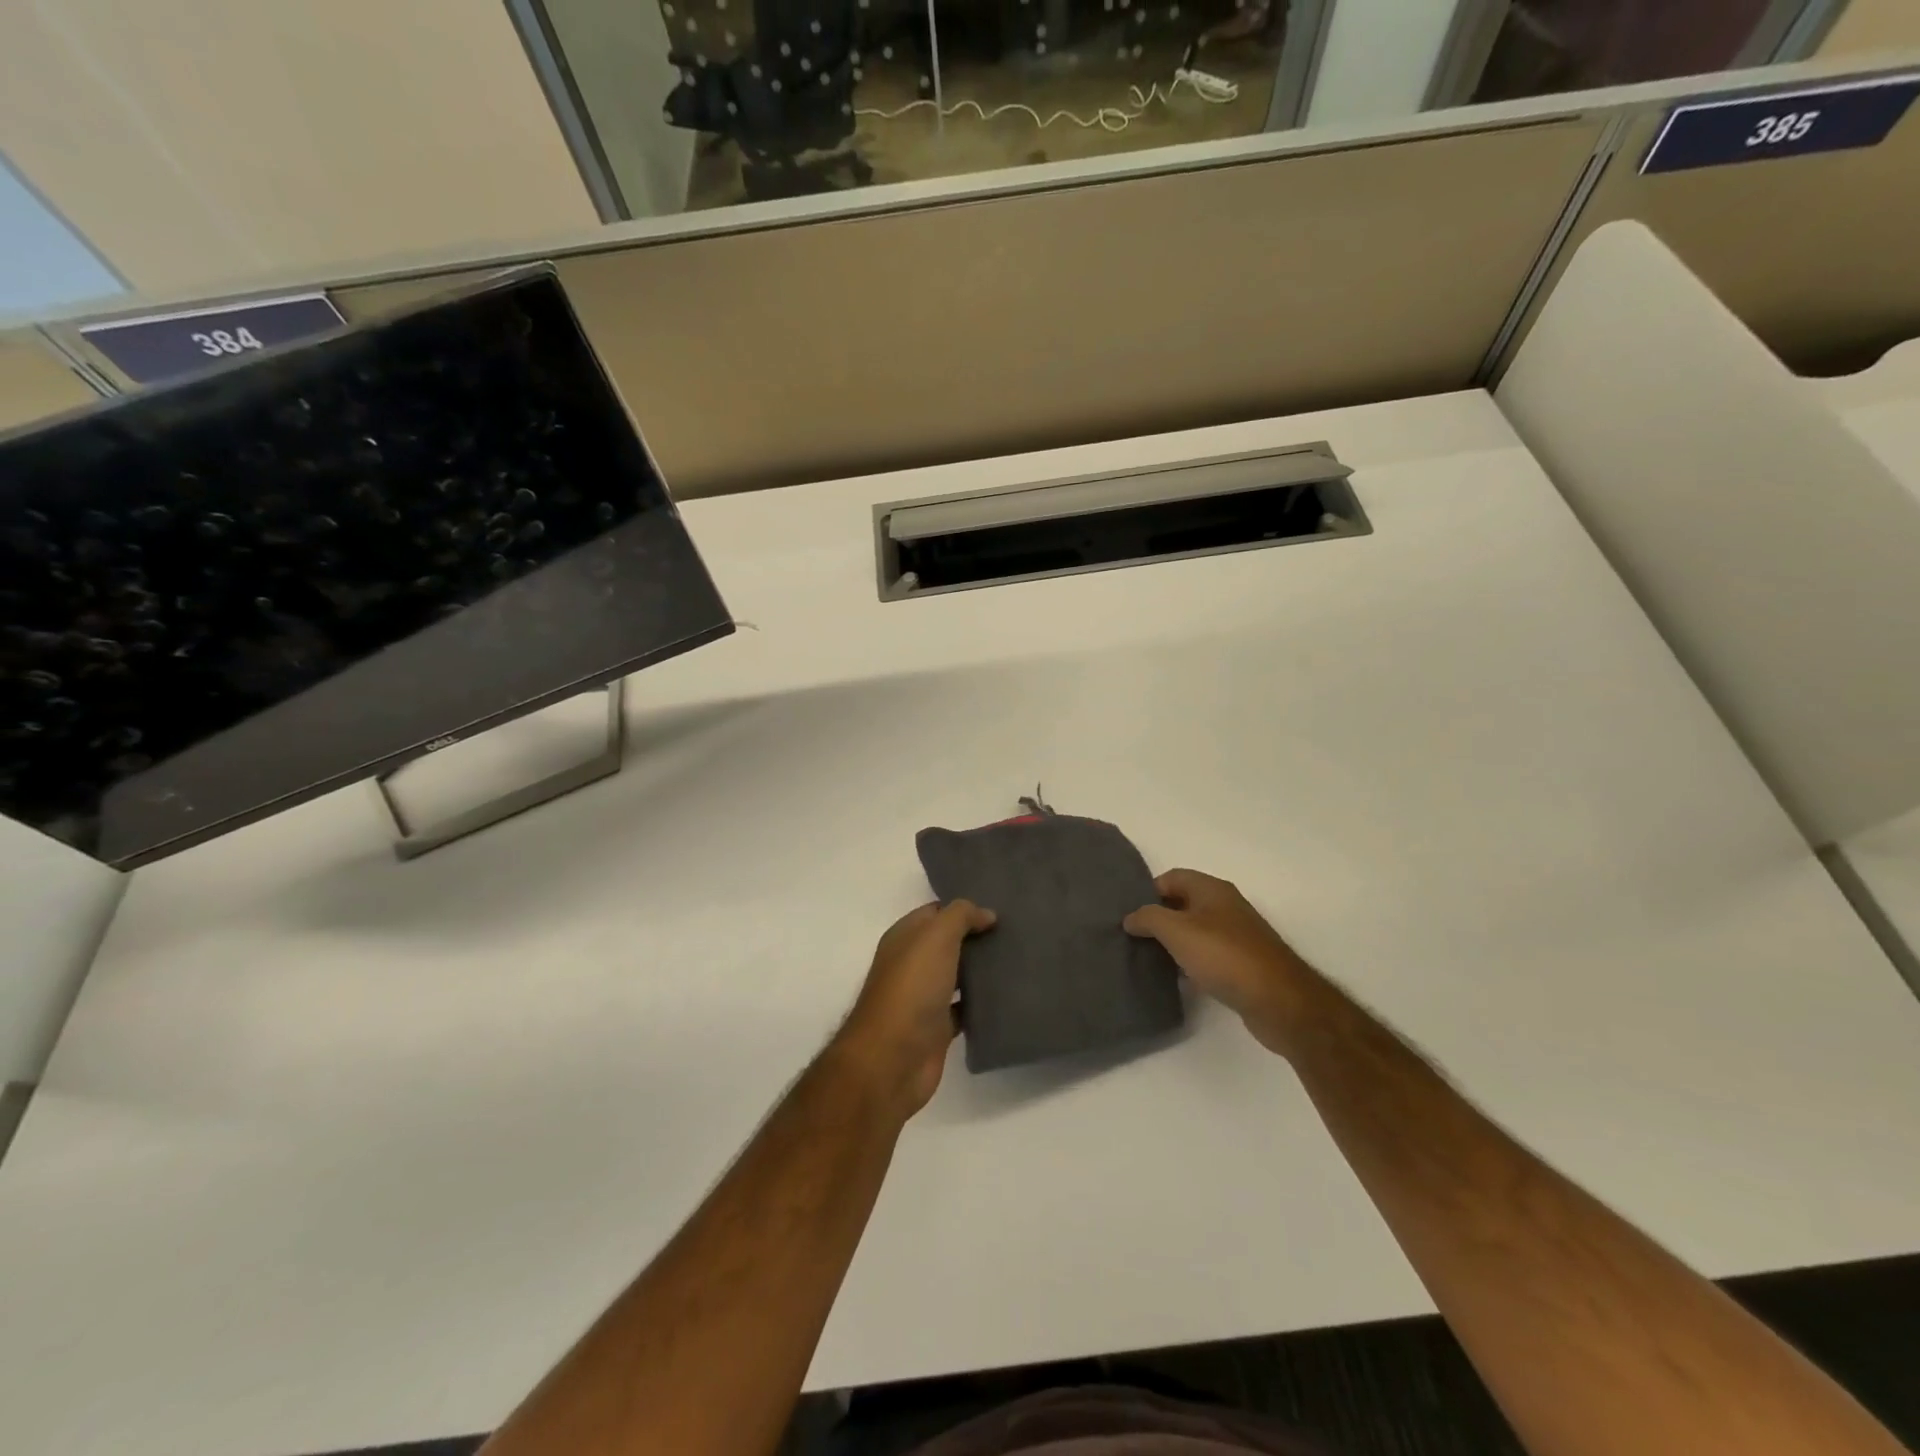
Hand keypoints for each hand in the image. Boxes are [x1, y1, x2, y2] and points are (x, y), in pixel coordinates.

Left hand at [835, 901, 995, 1116]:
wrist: (892, 1059)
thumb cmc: (912, 988)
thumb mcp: (936, 937)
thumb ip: (961, 916)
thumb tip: (986, 914)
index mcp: (905, 937)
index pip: (936, 912)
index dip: (964, 909)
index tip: (1000, 908)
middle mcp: (912, 964)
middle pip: (949, 943)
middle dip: (978, 937)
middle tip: (1016, 932)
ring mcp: (924, 997)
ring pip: (958, 975)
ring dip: (982, 970)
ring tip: (1019, 960)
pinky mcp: (938, 1027)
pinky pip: (964, 1008)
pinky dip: (982, 1003)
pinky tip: (1008, 996)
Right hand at [1123, 869, 1316, 1055]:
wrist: (1278, 1000)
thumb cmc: (1224, 956)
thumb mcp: (1176, 930)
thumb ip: (1148, 918)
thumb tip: (1130, 917)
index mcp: (1212, 889)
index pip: (1171, 877)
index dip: (1147, 892)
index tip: (1129, 915)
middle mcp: (1226, 906)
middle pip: (1183, 904)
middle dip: (1158, 918)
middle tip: (1132, 937)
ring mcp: (1237, 935)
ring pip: (1195, 931)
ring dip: (1173, 942)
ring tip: (1148, 959)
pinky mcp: (1243, 964)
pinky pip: (1208, 955)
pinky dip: (1191, 963)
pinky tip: (1178, 979)